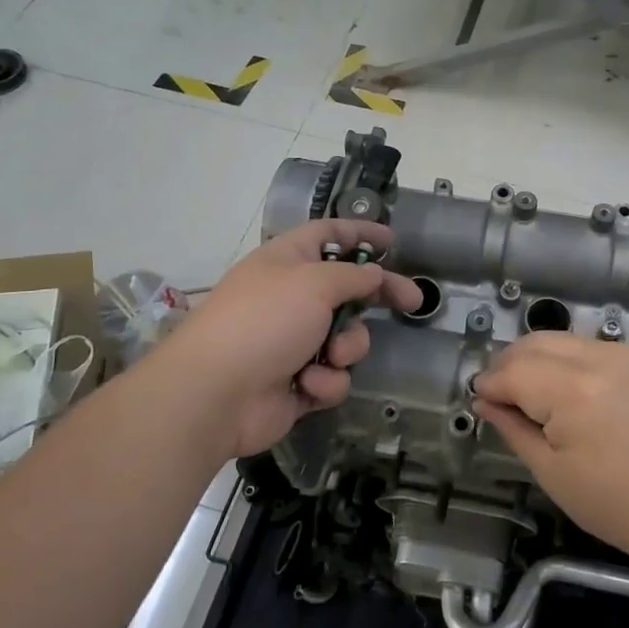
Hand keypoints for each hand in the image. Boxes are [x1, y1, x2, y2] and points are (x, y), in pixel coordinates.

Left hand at [149, 219, 420, 459]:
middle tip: (412, 302)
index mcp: (288, 261)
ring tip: (329, 356)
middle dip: (377, 297)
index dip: (360, 233)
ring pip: (347, 338)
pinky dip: (325, 381)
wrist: (216, 393)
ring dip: (346, 347)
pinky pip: (333, 376)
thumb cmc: (265, 321)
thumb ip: (353, 276)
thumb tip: (373, 275)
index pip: (329, 235)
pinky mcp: (298, 383)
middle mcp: (292, 297)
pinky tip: (306, 385)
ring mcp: (294, 342)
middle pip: (348, 289)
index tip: (392, 242)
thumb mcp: (315, 282)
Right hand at [473, 333, 628, 573]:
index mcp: (572, 390)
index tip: (477, 401)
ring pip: (560, 339)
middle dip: (508, 364)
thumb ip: (514, 429)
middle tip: (496, 396)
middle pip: (534, 343)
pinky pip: (588, 347)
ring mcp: (624, 352)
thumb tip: (485, 402)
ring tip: (527, 394)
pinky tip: (564, 390)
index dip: (489, 385)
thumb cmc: (623, 505)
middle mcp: (597, 356)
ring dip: (535, 359)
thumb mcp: (555, 474)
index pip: (513, 372)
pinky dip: (565, 361)